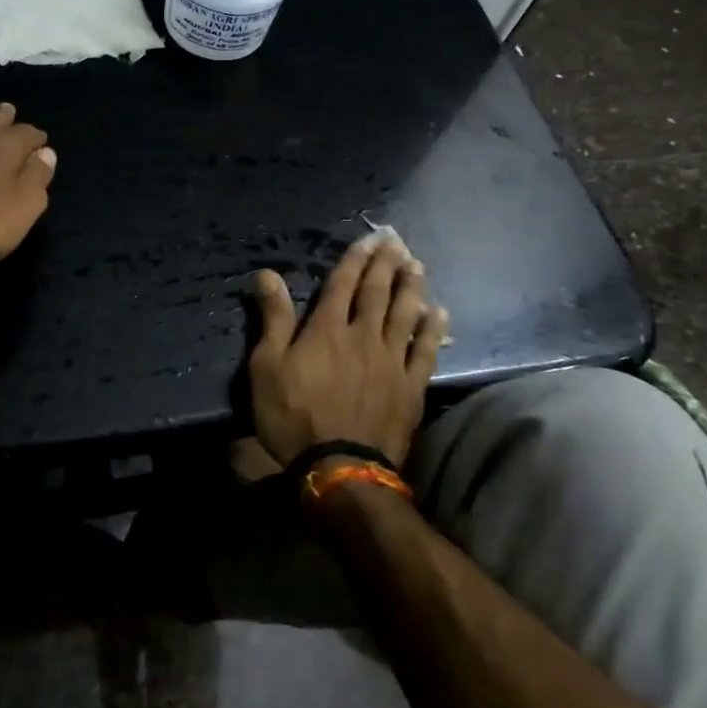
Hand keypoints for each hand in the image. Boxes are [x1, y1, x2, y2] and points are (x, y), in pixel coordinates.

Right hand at [248, 233, 447, 469]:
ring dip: (411, 288)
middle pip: (377, 293)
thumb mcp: (267, 367)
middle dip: (385, 265)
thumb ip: (273, 319)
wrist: (340, 468)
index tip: (367, 240)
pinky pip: (426, 351)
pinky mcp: (410, 387)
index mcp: (327, 329)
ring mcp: (391, 361)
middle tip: (395, 242)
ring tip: (417, 266)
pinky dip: (433, 330)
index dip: (354, 260)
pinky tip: (439, 313)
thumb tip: (267, 274)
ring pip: (405, 314)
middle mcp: (363, 335)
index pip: (342, 285)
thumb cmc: (293, 417)